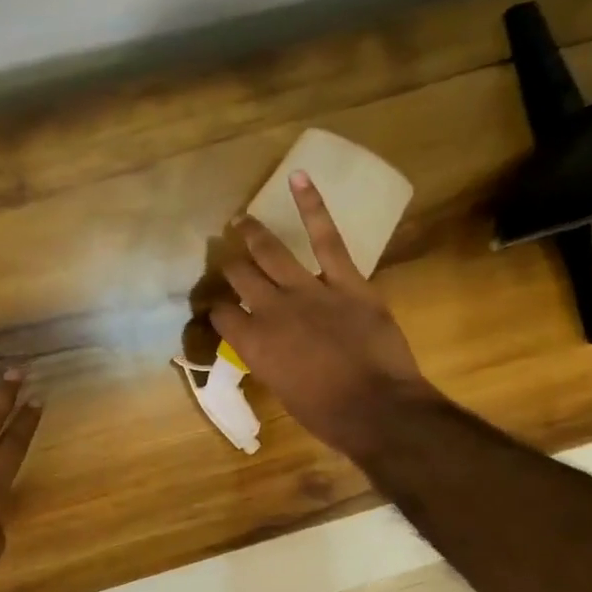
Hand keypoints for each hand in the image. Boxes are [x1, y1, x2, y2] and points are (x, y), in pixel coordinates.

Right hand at [210, 173, 437, 458]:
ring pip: (271, 252)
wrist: (375, 407)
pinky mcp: (344, 280)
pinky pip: (326, 237)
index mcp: (252, 343)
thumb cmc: (325, 413)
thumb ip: (268, 359)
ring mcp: (307, 290)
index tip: (218, 306)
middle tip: (226, 255)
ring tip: (241, 219)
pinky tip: (298, 178)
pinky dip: (312, 205)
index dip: (216, 308)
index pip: (221, 314)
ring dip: (252, 233)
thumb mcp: (281, 390)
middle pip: (240, 276)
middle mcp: (270, 310)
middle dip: (230, 265)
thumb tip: (266, 345)